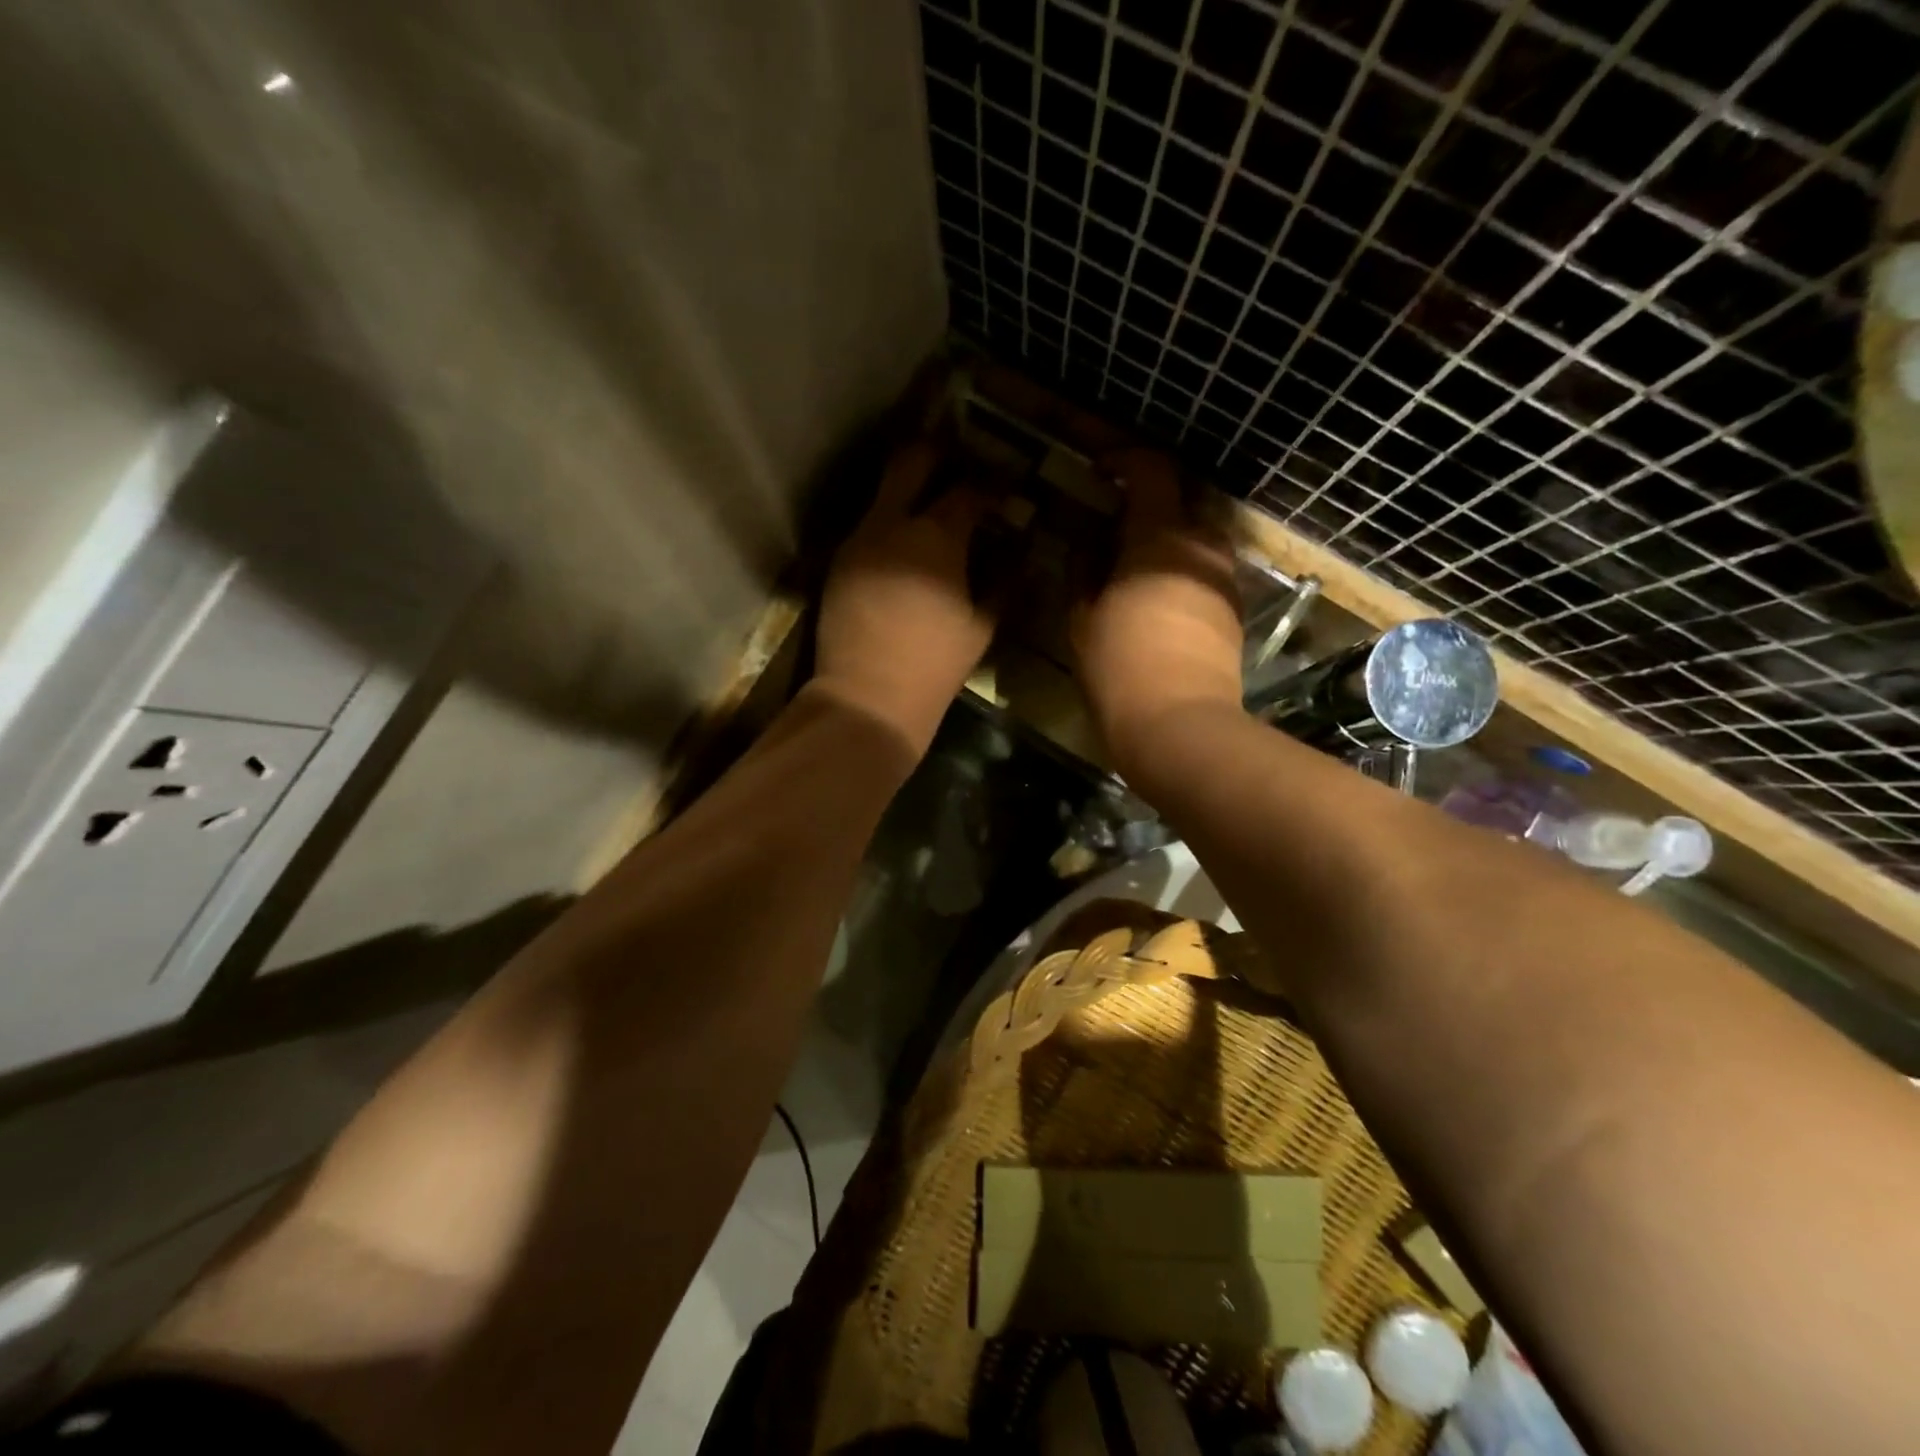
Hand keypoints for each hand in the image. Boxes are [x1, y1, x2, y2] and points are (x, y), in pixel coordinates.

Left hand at [816, 440, 995, 750]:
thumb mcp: (982, 626)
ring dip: (910, 493)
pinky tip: (906, 549)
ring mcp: (857, 540)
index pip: (969, 490)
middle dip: (938, 453)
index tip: (1007, 493)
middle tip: (960, 465)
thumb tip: (1020, 553)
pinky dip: (891, 526)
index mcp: (935, 536)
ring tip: (933, 511)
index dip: (993, 486)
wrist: (867, 697)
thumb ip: (1005, 581)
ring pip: (884, 494)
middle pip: (911, 460)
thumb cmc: (934, 665)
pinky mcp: (838, 562)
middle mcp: (890, 524)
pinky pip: (868, 527)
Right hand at [1074, 448, 1242, 774]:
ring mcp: (1224, 578)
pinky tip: (1154, 594)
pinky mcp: (1233, 609)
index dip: (1125, 459)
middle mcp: (1202, 546)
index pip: (1152, 470)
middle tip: (1111, 520)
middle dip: (1147, 500)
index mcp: (1160, 538)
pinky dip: (1180, 565)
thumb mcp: (1082, 617)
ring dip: (1165, 536)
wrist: (1180, 725)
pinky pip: (1204, 568)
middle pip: (1181, 499)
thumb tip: (1088, 541)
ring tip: (1131, 562)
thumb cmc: (1119, 668)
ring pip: (1196, 536)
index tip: (1099, 469)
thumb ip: (1083, 567)